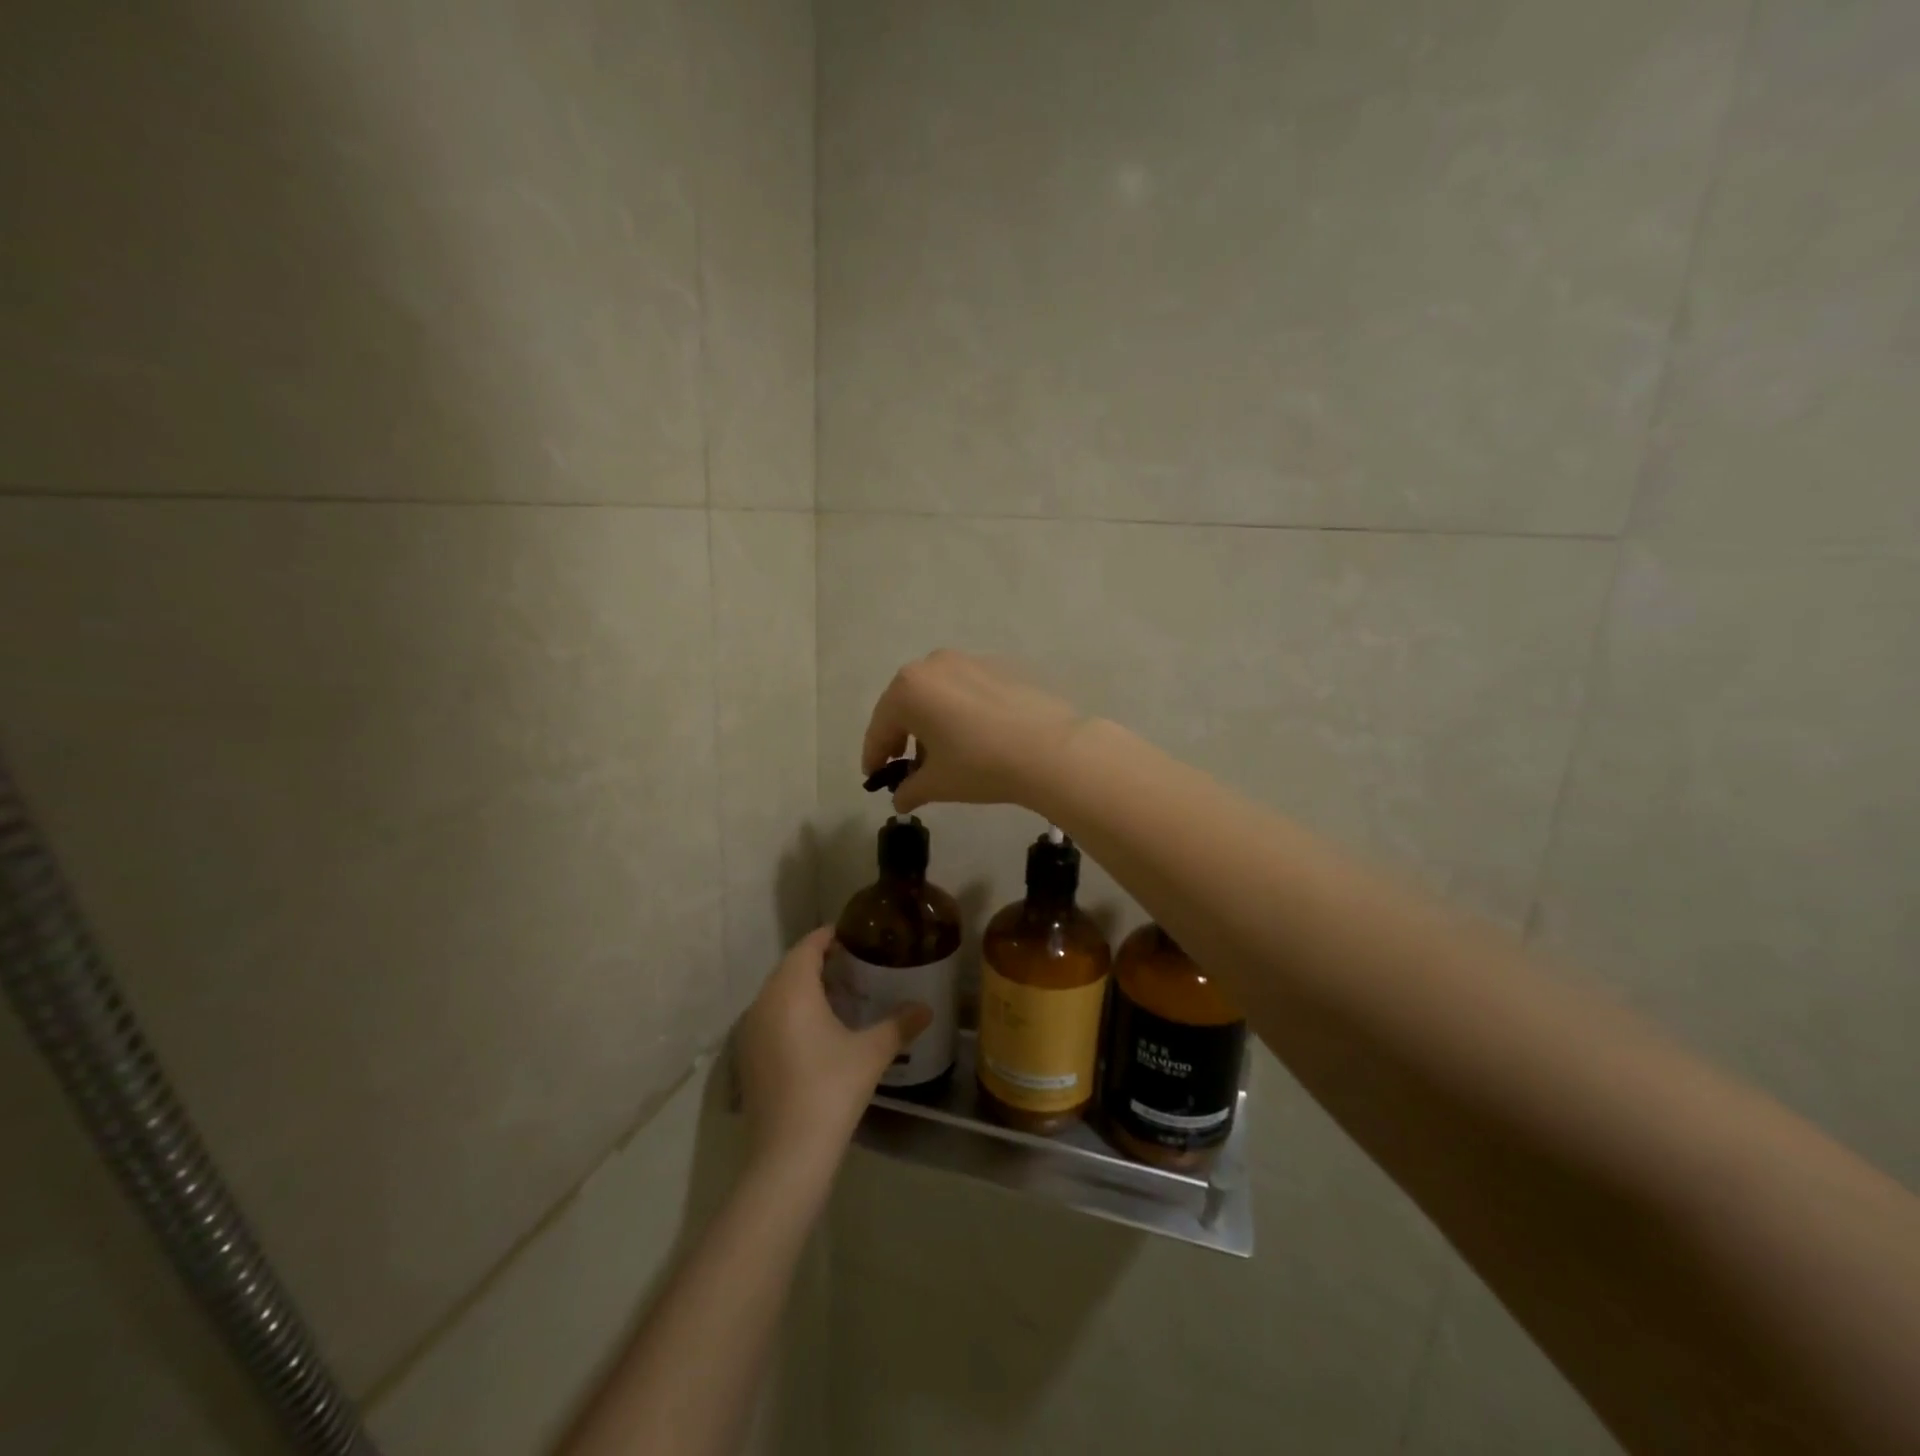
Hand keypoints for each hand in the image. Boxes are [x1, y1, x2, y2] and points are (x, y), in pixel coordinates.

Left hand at [735, 927, 931, 1174]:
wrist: (787, 1154)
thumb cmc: (831, 1089)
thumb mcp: (872, 1053)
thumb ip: (899, 1024)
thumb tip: (926, 1009)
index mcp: (791, 990)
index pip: (808, 946)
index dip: (830, 936)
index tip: (855, 936)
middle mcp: (764, 1002)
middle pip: (791, 967)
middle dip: (819, 961)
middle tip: (854, 964)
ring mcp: (750, 1031)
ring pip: (778, 993)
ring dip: (804, 987)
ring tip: (840, 994)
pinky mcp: (747, 1057)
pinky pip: (770, 1017)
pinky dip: (791, 1012)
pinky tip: (817, 1030)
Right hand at [861, 650, 1084, 814]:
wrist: (1050, 748)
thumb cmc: (980, 764)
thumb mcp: (937, 783)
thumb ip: (910, 789)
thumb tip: (900, 798)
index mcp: (908, 689)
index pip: (880, 727)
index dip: (874, 756)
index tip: (873, 777)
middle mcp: (933, 665)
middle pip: (906, 704)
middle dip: (901, 735)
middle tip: (903, 765)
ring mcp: (969, 661)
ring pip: (937, 694)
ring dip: (931, 722)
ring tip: (941, 755)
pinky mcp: (1000, 667)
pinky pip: (966, 691)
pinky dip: (959, 712)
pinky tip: (973, 737)